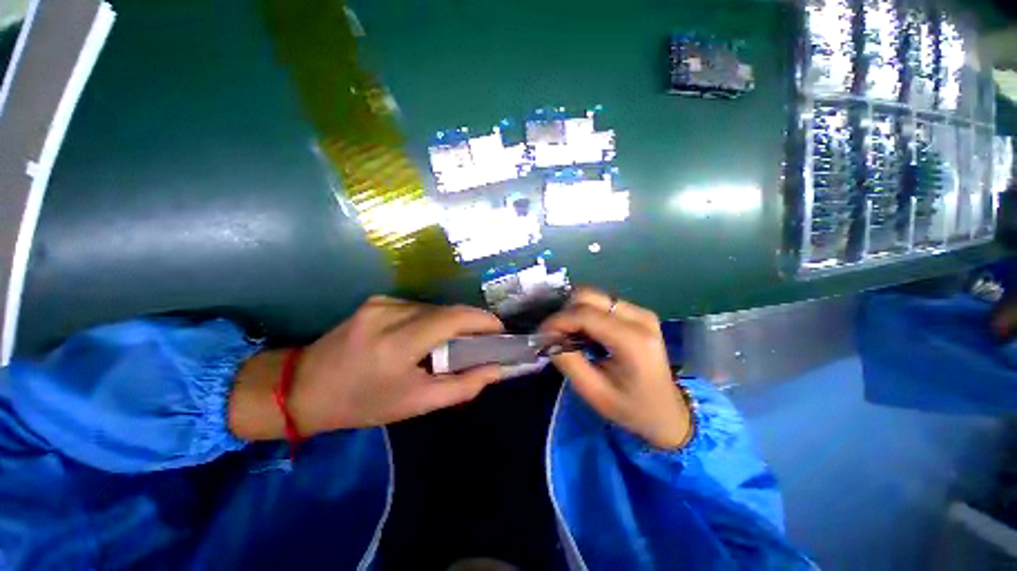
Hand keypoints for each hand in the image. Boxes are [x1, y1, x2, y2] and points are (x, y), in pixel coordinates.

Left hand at [229, 296, 503, 439]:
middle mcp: (389, 312)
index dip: (482, 320)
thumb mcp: (416, 403)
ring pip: (433, 307)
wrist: (302, 388)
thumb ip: (462, 386)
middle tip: (481, 343)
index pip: (452, 318)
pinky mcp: (377, 300)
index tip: (500, 331)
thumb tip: (495, 369)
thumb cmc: (361, 404)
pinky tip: (427, 337)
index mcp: (397, 342)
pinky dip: (432, 320)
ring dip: (450, 323)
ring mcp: (381, 302)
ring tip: (452, 344)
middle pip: (446, 310)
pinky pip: (417, 307)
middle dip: (470, 324)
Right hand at [541, 287, 691, 448]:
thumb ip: (567, 361)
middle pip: (590, 296)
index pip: (586, 314)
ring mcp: (641, 312)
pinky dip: (586, 312)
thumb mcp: (594, 392)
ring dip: (575, 311)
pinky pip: (602, 302)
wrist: (667, 412)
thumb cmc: (631, 408)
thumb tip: (548, 337)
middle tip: (555, 333)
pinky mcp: (638, 312)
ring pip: (595, 296)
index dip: (559, 320)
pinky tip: (584, 332)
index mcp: (634, 341)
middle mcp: (640, 318)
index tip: (542, 333)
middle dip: (565, 311)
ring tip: (568, 334)